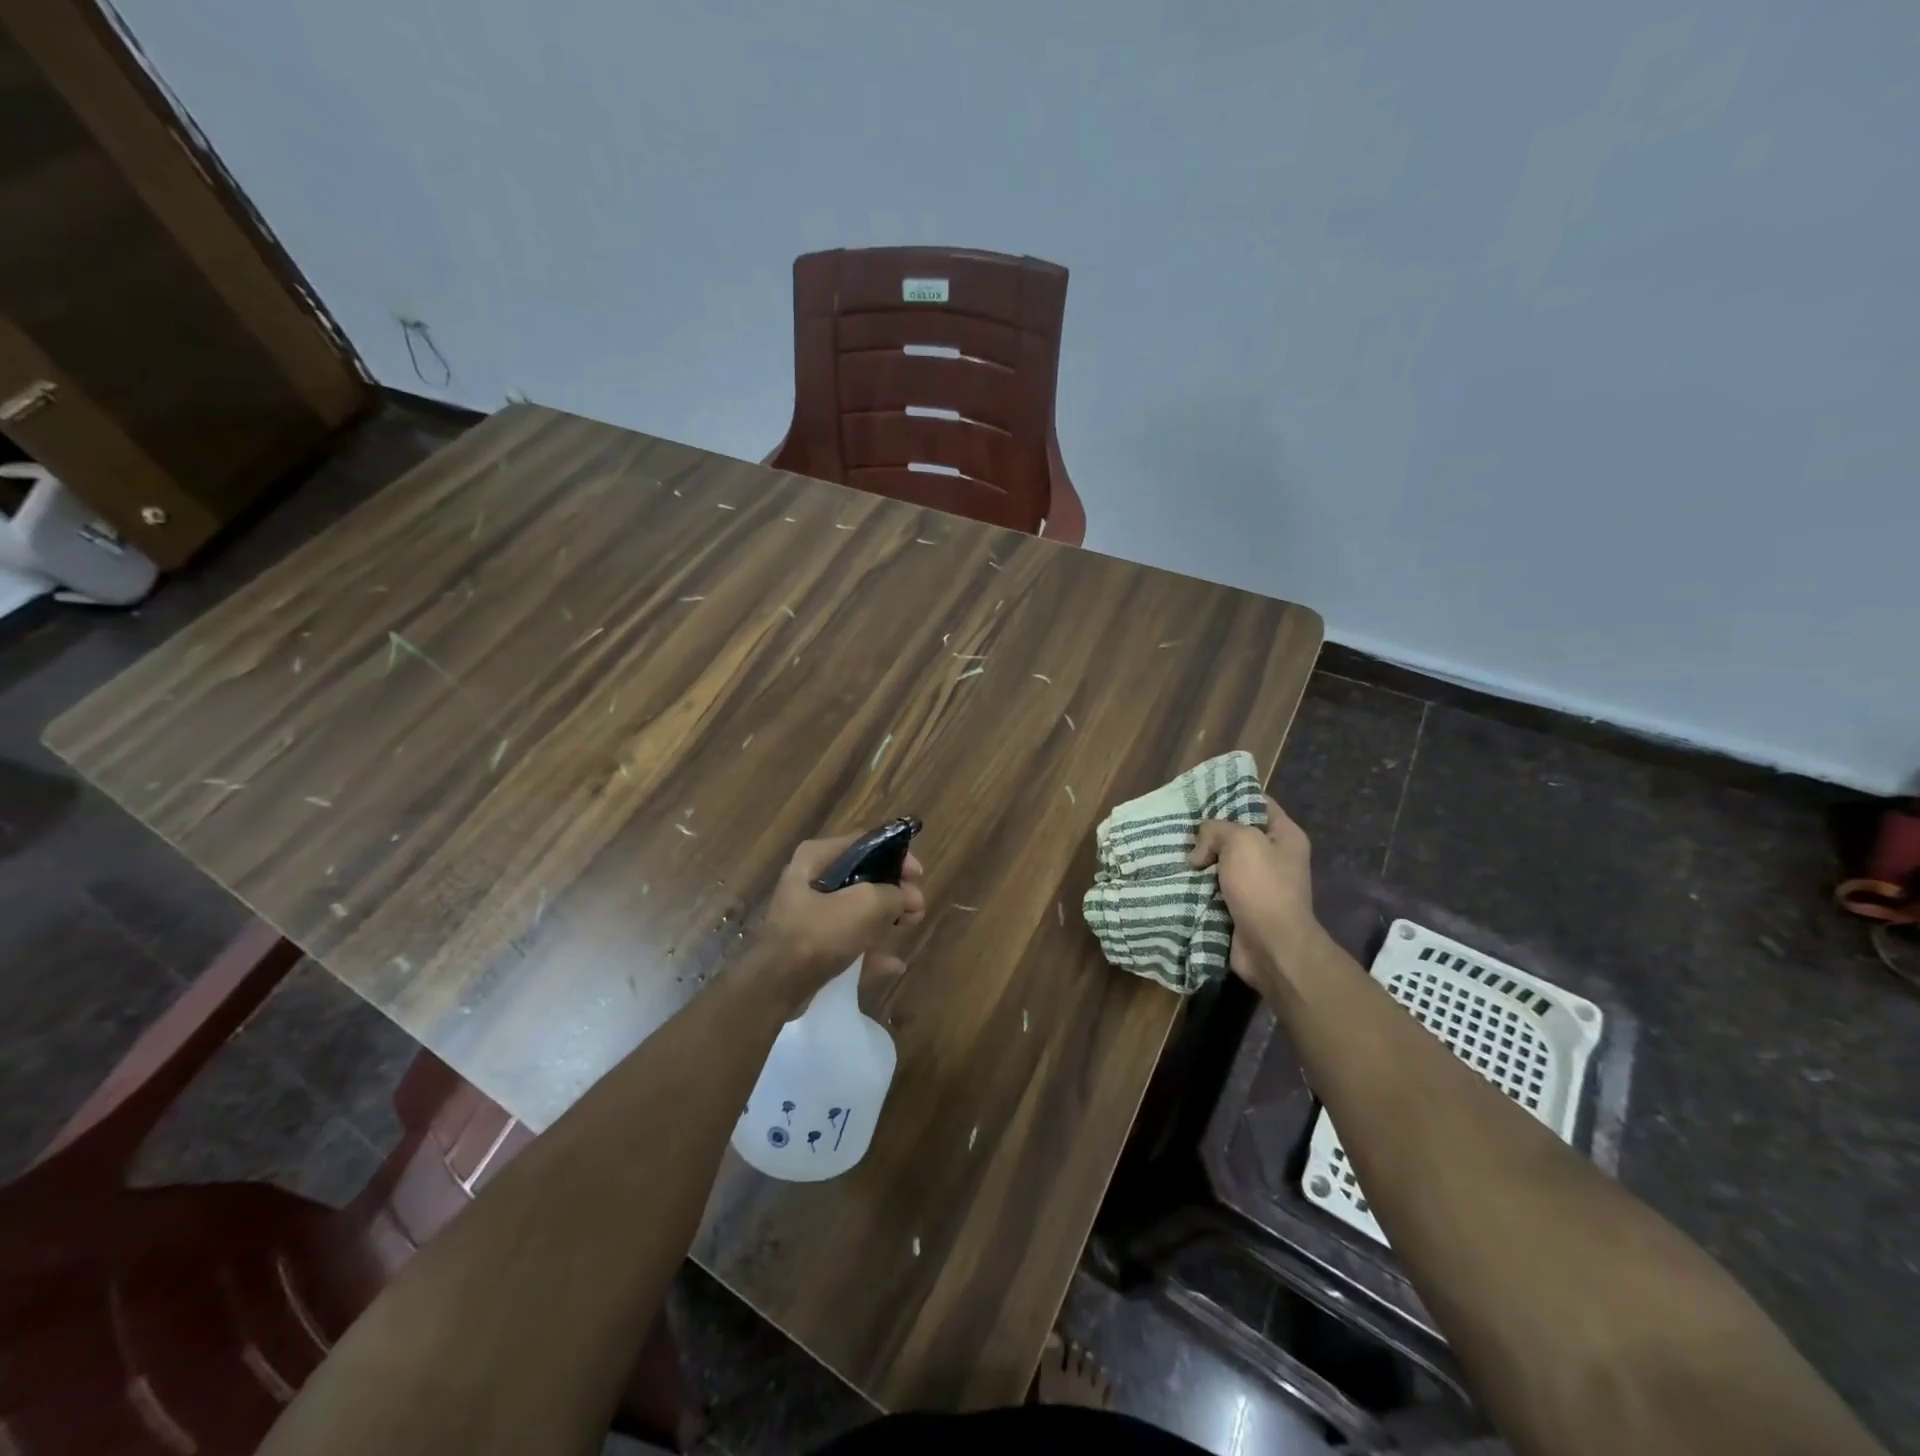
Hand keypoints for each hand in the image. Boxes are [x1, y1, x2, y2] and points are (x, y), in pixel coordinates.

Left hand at [755, 833, 926, 1007]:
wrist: (777, 986)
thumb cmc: (820, 933)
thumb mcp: (866, 905)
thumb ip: (893, 894)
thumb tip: (903, 898)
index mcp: (816, 857)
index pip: (864, 843)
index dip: (896, 855)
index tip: (917, 875)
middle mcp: (810, 879)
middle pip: (863, 877)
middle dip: (894, 891)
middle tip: (917, 906)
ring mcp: (809, 914)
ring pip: (857, 909)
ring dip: (887, 918)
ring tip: (911, 925)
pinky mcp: (811, 944)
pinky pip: (848, 940)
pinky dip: (870, 949)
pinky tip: (894, 964)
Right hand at [1189, 795, 1322, 991]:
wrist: (1271, 947)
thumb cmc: (1263, 887)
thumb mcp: (1240, 841)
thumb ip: (1215, 830)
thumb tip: (1199, 853)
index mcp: (1285, 836)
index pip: (1258, 802)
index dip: (1231, 795)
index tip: (1200, 796)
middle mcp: (1274, 857)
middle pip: (1235, 834)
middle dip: (1208, 832)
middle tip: (1178, 827)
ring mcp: (1258, 885)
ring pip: (1221, 863)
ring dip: (1199, 862)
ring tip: (1170, 852)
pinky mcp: (1241, 907)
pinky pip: (1214, 889)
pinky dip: (1197, 886)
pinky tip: (1174, 878)